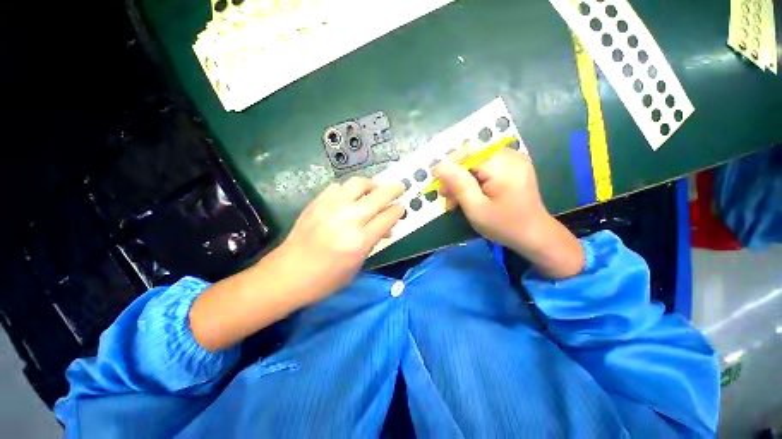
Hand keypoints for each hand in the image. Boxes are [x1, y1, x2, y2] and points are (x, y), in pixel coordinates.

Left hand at [278, 177, 404, 302]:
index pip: (387, 217)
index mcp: (359, 241)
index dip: (398, 210)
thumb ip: (373, 242)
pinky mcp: (316, 203)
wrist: (287, 274)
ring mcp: (330, 208)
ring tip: (375, 189)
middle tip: (400, 188)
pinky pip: (338, 187)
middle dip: (393, 190)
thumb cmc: (326, 279)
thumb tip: (387, 228)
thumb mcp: (356, 265)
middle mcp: (347, 219)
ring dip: (371, 184)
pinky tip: (349, 197)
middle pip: (378, 196)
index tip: (402, 207)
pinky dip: (348, 189)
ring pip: (357, 184)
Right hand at [435, 145, 583, 278]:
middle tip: (445, 195)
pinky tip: (469, 194)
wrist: (534, 235)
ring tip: (454, 199)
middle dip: (455, 174)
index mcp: (503, 165)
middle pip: (472, 154)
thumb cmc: (504, 225)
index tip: (437, 182)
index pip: (468, 150)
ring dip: (462, 178)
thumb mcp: (476, 208)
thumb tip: (439, 166)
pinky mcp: (513, 167)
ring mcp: (514, 160)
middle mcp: (511, 156)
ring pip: (477, 161)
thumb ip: (458, 184)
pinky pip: (486, 166)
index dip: (449, 163)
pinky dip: (474, 179)